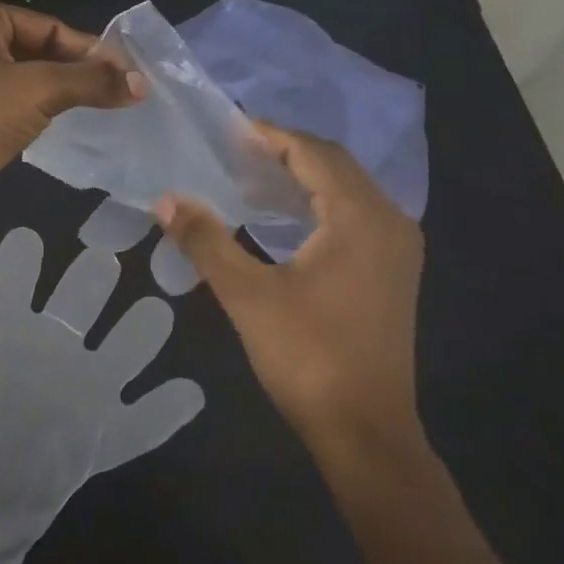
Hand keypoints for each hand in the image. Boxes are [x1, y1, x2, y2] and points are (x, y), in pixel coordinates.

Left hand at [0, 1, 143, 228]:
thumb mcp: (39, 90)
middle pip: (38, 50)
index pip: (48, 26)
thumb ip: (91, 81)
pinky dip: (38, 110)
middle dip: (76, 70)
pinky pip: (11, 103)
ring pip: (25, 78)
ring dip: (60, 91)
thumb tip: (140, 82)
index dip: (89, 49)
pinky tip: (61, 125)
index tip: (126, 74)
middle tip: (118, 92)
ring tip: (99, 108)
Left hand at [0, 226, 202, 563]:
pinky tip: (188, 392)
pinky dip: (163, 411)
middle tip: (104, 256)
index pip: (14, 286)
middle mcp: (49, 351)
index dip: (18, 264)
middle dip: (90, 280)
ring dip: (137, 334)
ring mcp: (79, 393)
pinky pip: (140, 424)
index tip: (26, 238)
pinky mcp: (100, 438)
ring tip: (155, 311)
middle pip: (77, 303)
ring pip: (119, 352)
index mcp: (5, 334)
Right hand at [156, 122, 425, 477]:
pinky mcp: (393, 271)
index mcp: (360, 217)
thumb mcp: (247, 295)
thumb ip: (206, 240)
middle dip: (286, 152)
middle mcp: (389, 221)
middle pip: (335, 165)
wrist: (367, 433)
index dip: (271, 136)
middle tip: (234, 151)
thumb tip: (165, 200)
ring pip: (347, 189)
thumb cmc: (308, 357)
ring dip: (302, 177)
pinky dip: (318, 203)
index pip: (313, 153)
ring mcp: (397, 248)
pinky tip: (282, 217)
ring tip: (251, 177)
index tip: (228, 129)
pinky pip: (355, 214)